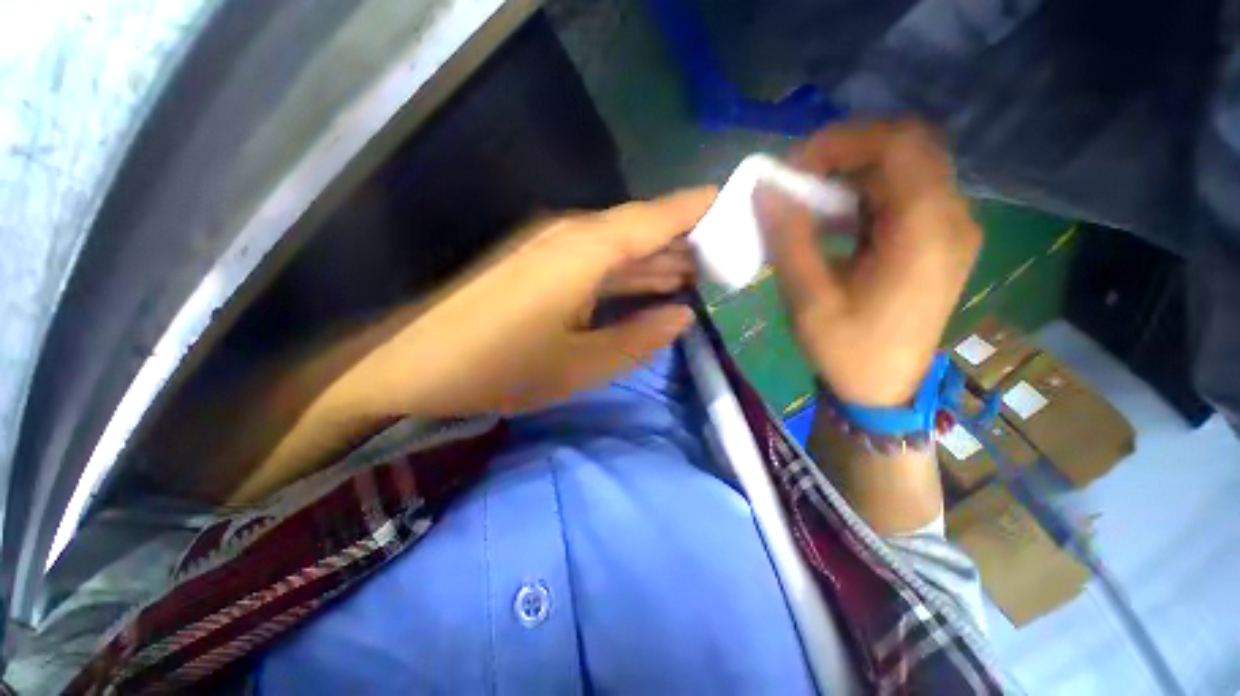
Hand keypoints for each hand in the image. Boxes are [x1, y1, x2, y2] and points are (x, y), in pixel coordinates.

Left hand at [333, 188, 714, 417]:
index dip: (699, 208)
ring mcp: (551, 246)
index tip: (738, 205)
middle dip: (684, 242)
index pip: (658, 217)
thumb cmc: (497, 366)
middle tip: (727, 258)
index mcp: (586, 250)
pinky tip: (647, 285)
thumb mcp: (578, 366)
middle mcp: (571, 234)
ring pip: (619, 245)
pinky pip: (597, 260)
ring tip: (698, 273)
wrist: (410, 361)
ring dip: (656, 259)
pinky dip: (626, 272)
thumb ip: (637, 339)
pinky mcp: (537, 262)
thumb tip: (681, 317)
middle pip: (641, 229)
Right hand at [758, 120, 981, 405]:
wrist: (883, 389)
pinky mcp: (937, 241)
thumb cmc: (847, 351)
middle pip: (907, 149)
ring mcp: (949, 230)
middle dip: (846, 152)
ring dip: (853, 173)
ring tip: (809, 197)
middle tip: (800, 178)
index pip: (899, 146)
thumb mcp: (809, 299)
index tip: (795, 168)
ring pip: (905, 169)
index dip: (843, 141)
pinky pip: (903, 196)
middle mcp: (951, 220)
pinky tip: (833, 218)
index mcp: (925, 233)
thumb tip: (766, 191)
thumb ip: (790, 240)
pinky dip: (864, 195)